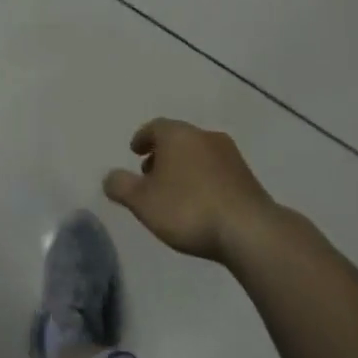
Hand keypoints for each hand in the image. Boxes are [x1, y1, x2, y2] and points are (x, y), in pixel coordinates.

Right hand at [104, 118, 280, 264]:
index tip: (135, 151)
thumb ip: (121, 186)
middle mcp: (204, 136)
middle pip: (178, 138)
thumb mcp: (143, 202)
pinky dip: (202, 179)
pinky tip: (199, 202)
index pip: (155, 126)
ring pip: (198, 153)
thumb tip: (109, 176)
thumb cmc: (188, 209)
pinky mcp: (247, 176)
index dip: (142, 138)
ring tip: (174, 191)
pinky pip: (216, 170)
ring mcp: (230, 155)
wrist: (249, 230)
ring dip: (183, 166)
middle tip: (150, 174)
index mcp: (178, 135)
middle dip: (162, 153)